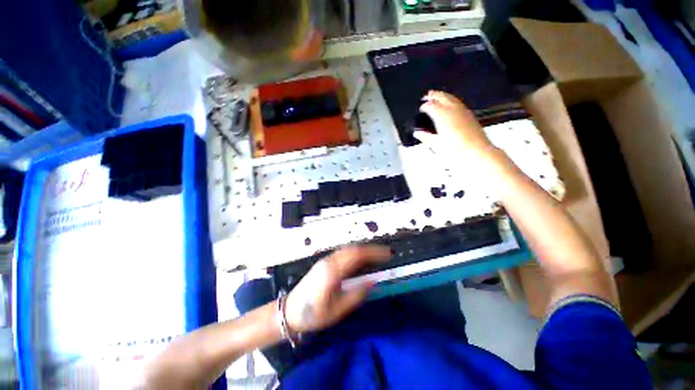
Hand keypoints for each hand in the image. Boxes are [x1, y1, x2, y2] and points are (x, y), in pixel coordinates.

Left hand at [284, 246, 390, 332]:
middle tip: (385, 254)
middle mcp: (329, 261)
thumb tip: (372, 282)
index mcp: (332, 271)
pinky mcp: (323, 264)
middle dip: (370, 249)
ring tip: (376, 257)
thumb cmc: (313, 314)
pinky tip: (360, 261)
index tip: (387, 254)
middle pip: (353, 249)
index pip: (357, 255)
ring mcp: (325, 261)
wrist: (288, 312)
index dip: (374, 252)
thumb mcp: (337, 310)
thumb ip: (356, 294)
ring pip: (347, 250)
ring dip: (363, 250)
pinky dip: (354, 254)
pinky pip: (342, 254)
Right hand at [415, 91, 492, 157]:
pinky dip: (451, 100)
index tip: (420, 108)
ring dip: (443, 96)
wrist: (477, 151)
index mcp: (442, 115)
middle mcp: (453, 109)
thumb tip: (418, 133)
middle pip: (441, 97)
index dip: (424, 106)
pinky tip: (450, 105)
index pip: (430, 105)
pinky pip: (458, 102)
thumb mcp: (436, 144)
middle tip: (427, 95)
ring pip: (451, 97)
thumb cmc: (456, 149)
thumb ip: (426, 137)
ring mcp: (462, 110)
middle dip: (433, 95)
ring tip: (438, 96)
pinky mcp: (469, 114)